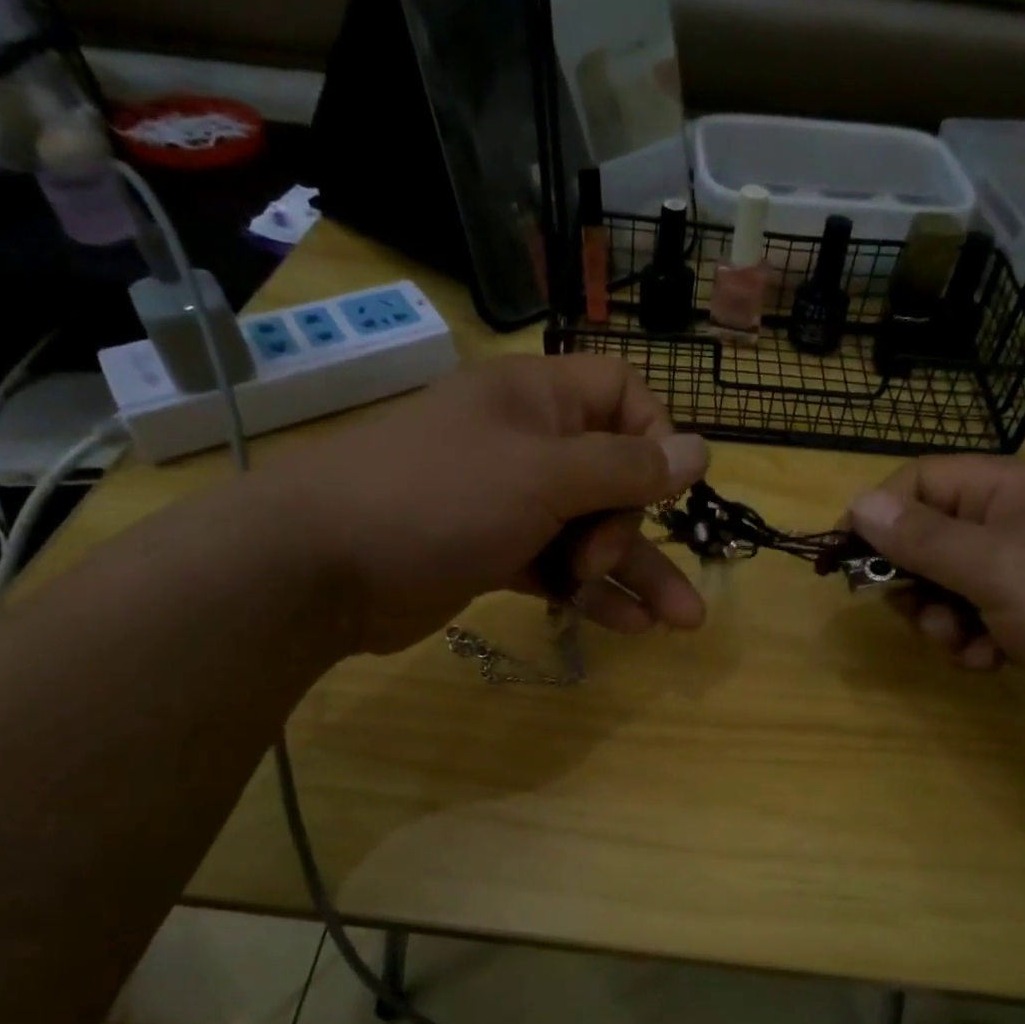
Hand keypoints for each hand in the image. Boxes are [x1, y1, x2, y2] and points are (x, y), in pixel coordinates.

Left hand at [263, 354, 708, 652]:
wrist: (322, 567)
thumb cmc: (440, 499)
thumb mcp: (545, 476)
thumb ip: (627, 467)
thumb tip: (702, 449)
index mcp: (539, 400)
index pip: (622, 396)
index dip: (653, 438)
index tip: (663, 486)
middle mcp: (529, 445)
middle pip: (613, 476)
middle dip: (629, 526)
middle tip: (603, 560)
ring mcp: (510, 502)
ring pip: (591, 532)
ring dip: (634, 574)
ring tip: (683, 622)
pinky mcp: (494, 553)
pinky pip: (558, 567)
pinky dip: (590, 594)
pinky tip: (630, 627)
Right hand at [848, 456, 1024, 748]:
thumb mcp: (999, 569)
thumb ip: (923, 538)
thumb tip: (858, 501)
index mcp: (1012, 489)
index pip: (920, 481)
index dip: (877, 516)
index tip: (844, 561)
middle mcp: (1019, 521)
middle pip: (929, 536)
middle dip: (912, 580)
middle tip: (912, 613)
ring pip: (949, 585)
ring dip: (940, 619)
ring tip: (963, 646)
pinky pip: (979, 617)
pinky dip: (971, 641)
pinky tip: (989, 662)